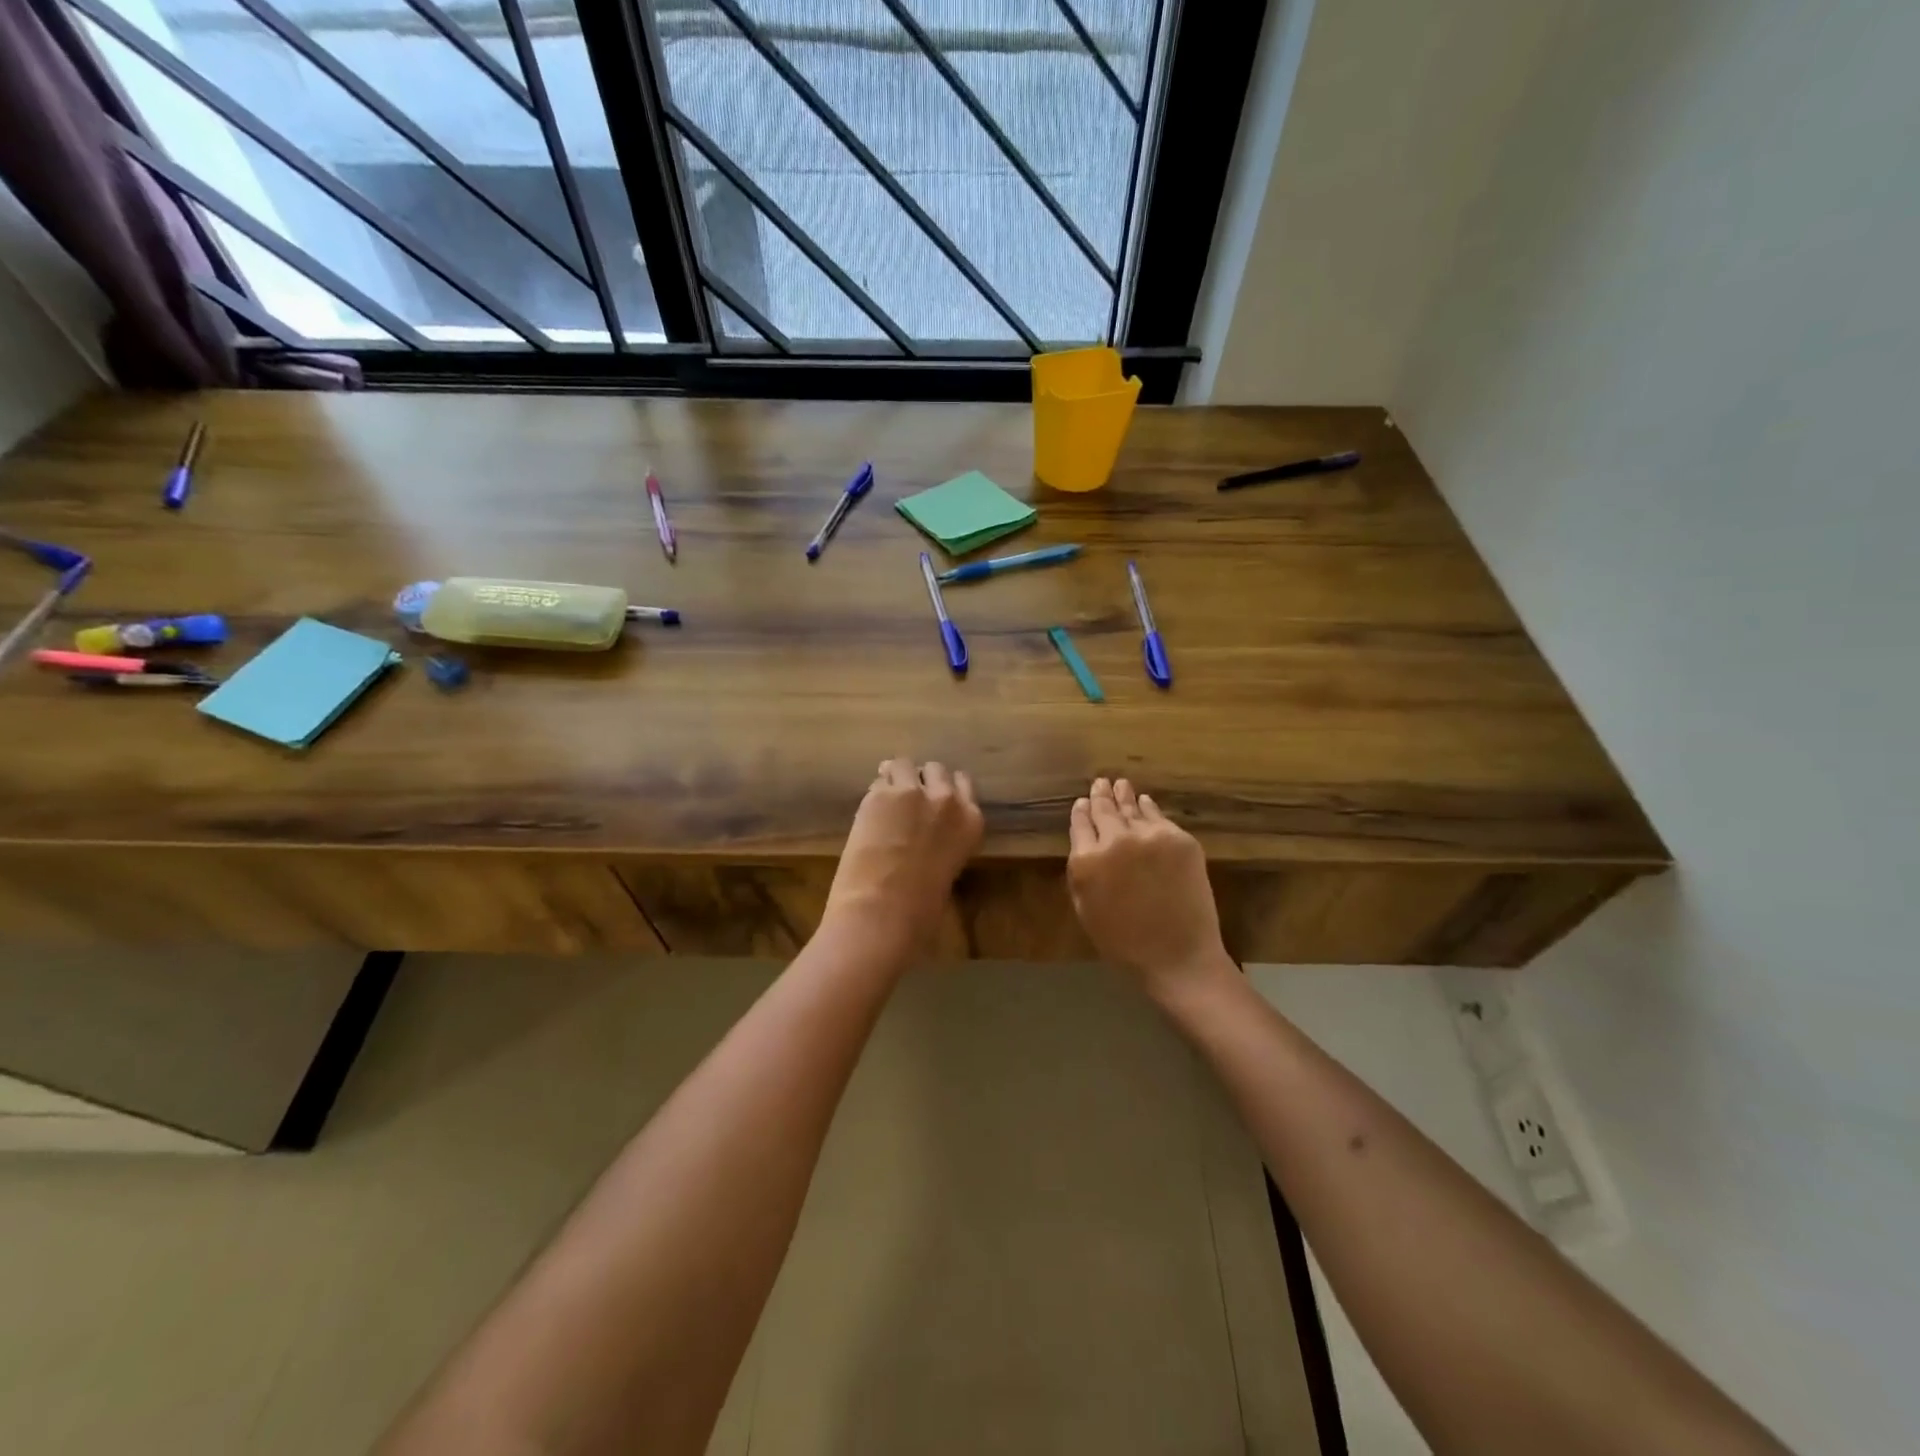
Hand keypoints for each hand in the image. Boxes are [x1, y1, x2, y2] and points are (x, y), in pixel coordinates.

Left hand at [823, 758, 983, 958]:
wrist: (882, 911)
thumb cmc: (920, 909)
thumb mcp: (947, 868)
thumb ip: (943, 839)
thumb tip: (925, 831)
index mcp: (971, 821)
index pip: (963, 783)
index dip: (943, 789)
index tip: (932, 797)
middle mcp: (947, 799)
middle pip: (936, 769)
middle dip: (922, 780)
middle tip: (907, 799)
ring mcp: (913, 792)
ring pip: (905, 765)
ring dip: (897, 777)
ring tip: (886, 798)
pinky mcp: (881, 794)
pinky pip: (879, 779)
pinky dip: (876, 790)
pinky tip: (870, 808)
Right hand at [1068, 778, 1235, 1002]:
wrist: (1178, 956)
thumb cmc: (1123, 942)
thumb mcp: (1085, 907)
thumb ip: (1080, 869)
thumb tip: (1085, 838)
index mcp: (1087, 860)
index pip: (1080, 823)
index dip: (1081, 811)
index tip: (1083, 802)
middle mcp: (1116, 840)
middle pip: (1105, 809)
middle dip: (1101, 795)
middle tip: (1100, 782)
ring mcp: (1151, 836)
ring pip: (1133, 807)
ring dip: (1124, 795)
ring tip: (1120, 784)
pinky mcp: (1181, 839)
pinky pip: (1159, 817)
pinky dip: (1149, 807)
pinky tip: (1144, 801)